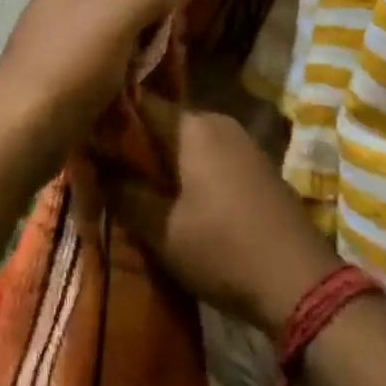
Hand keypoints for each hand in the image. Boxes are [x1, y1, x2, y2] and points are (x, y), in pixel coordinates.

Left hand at [0, 0, 170, 169]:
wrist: (23, 126)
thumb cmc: (73, 61)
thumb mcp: (119, 18)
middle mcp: (58, 0)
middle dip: (142, 0)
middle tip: (175, 14)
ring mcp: (53, 37)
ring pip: (103, 26)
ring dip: (132, 36)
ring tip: (165, 47)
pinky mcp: (54, 72)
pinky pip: (94, 59)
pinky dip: (116, 65)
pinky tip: (137, 77)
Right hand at [113, 97, 341, 336]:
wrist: (301, 283)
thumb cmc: (223, 250)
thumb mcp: (160, 229)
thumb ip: (122, 192)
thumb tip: (93, 164)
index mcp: (191, 127)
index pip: (136, 103)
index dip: (107, 119)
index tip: (83, 138)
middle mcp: (216, 121)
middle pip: (160, 119)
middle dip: (132, 142)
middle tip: (104, 168)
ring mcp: (239, 140)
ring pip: (183, 138)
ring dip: (159, 157)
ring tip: (133, 184)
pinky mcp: (253, 163)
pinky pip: (206, 152)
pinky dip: (184, 167)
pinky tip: (174, 195)